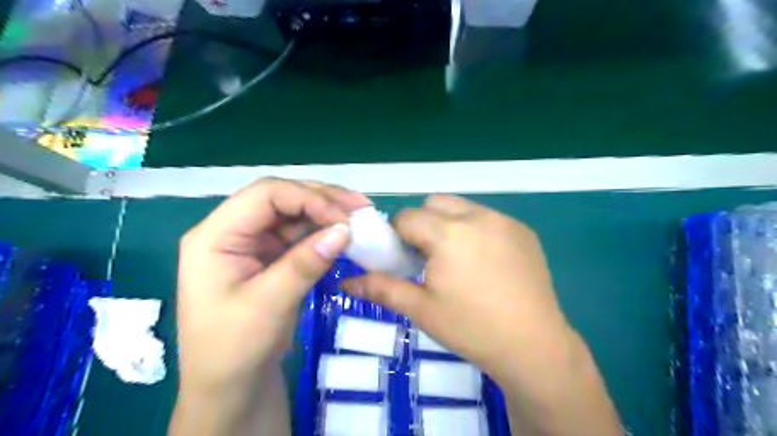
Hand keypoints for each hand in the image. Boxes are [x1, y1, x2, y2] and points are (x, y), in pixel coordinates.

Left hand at [178, 178, 369, 394]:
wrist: (231, 386)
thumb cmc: (234, 349)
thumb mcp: (267, 305)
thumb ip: (304, 264)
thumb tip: (344, 230)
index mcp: (215, 236)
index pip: (264, 195)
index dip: (307, 198)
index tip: (343, 218)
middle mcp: (233, 231)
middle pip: (281, 198)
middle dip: (322, 199)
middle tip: (361, 207)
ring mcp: (253, 243)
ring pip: (294, 214)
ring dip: (327, 213)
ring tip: (360, 218)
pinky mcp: (271, 257)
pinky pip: (300, 235)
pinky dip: (324, 232)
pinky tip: (345, 235)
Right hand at [342, 196, 622, 435]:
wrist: (534, 346)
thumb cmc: (471, 328)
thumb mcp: (421, 309)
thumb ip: (381, 289)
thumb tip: (345, 283)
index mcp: (448, 233)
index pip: (407, 216)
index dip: (398, 235)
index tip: (404, 259)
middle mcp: (476, 216)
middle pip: (434, 203)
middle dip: (423, 223)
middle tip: (428, 257)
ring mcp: (504, 221)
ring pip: (462, 207)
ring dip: (449, 223)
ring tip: (457, 259)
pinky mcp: (523, 230)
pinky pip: (488, 218)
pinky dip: (475, 229)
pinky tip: (485, 262)